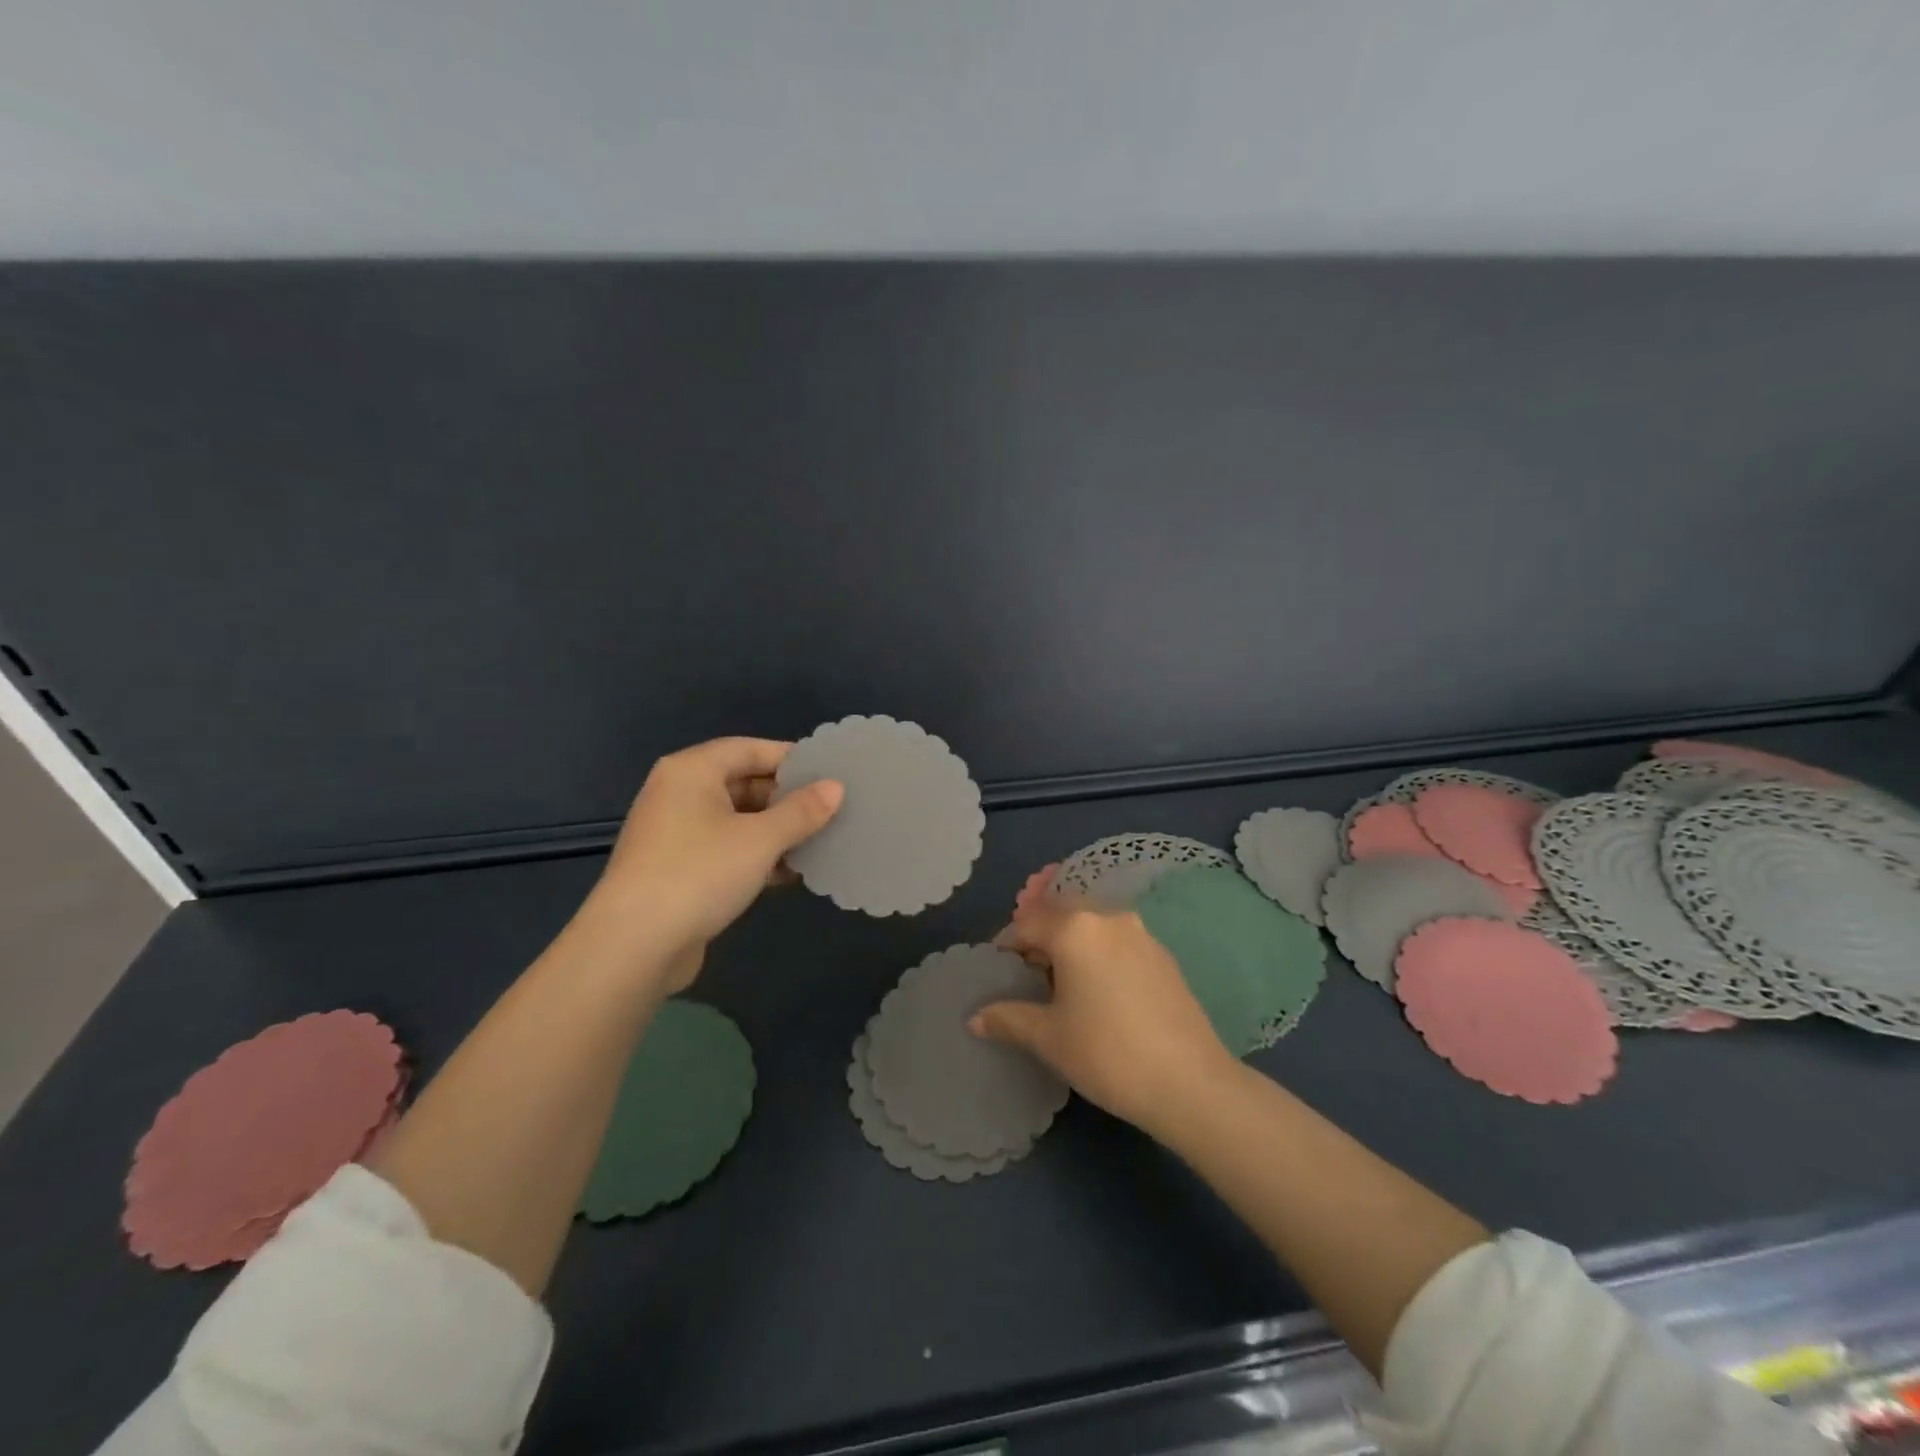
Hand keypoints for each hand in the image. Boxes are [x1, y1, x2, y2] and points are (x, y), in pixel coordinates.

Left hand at [573, 737, 841, 992]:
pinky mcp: (677, 869)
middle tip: (831, 810)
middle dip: (787, 798)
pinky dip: (756, 856)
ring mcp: (675, 833)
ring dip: (775, 831)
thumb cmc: (699, 874)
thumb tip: (836, 787)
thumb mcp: (760, 839)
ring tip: (819, 841)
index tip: (830, 773)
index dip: (791, 758)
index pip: (749, 749)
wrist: (633, 946)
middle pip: (743, 782)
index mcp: (691, 771)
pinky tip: (790, 873)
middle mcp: (679, 794)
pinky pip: (726, 849)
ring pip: (736, 820)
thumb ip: (802, 811)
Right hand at [972, 891, 1235, 1132]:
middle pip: (1062, 914)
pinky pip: (1118, 941)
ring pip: (1092, 925)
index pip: (1027, 923)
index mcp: (1075, 929)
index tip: (997, 969)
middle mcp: (1108, 918)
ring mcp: (1142, 934)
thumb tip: (975, 1018)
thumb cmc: (1107, 1053)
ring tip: (1060, 980)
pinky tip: (1098, 988)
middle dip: (1039, 935)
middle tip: (1026, 969)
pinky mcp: (1164, 956)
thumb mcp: (1048, 1038)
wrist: (1190, 1083)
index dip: (1006, 944)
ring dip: (1070, 942)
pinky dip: (1098, 952)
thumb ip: (1008, 1018)